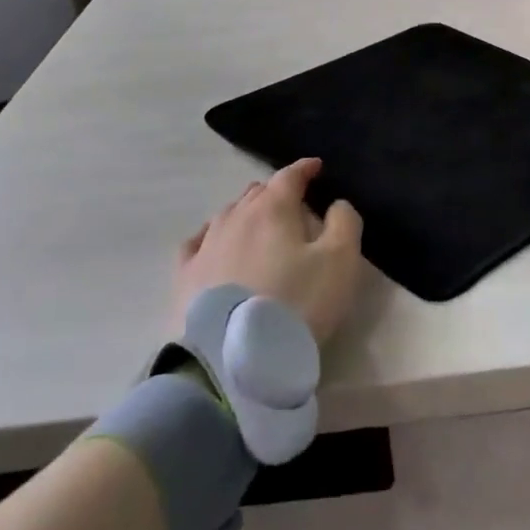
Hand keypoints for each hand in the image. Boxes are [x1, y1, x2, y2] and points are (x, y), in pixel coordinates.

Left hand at [173, 158, 363, 344]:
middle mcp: (234, 218)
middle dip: (277, 191)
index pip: (289, 176)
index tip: (316, 167)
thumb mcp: (340, 262)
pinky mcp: (185, 277)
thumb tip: (335, 204)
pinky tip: (213, 241)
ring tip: (260, 221)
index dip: (305, 169)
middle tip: (294, 203)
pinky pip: (198, 243)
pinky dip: (213, 235)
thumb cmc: (296, 305)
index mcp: (272, 209)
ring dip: (247, 211)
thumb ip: (344, 223)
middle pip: (257, 192)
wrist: (233, 362)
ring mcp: (205, 246)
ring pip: (228, 214)